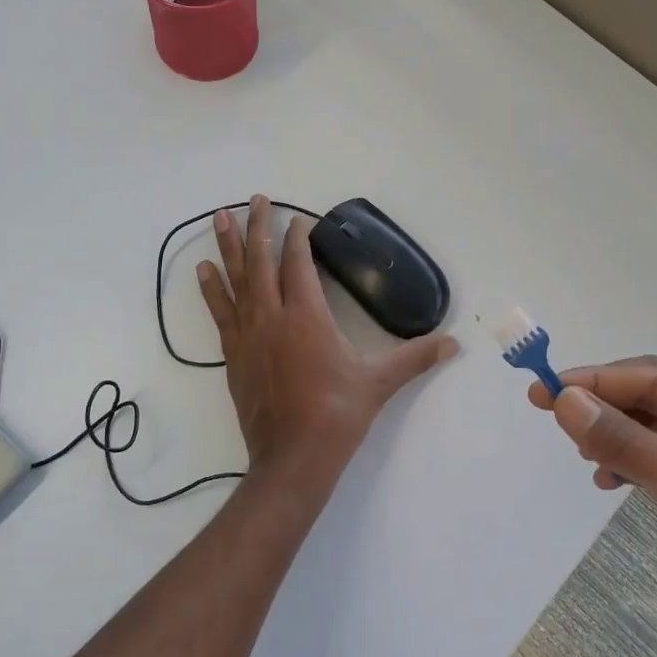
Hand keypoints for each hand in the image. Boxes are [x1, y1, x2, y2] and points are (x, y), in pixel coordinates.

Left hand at [199, 196, 456, 497]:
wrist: (292, 458)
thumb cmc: (337, 415)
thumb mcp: (379, 383)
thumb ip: (415, 358)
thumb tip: (454, 344)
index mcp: (307, 316)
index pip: (299, 263)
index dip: (298, 237)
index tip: (299, 220)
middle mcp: (272, 316)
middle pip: (262, 260)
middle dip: (259, 226)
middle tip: (256, 198)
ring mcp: (248, 334)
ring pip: (235, 280)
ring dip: (228, 247)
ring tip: (218, 217)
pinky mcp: (232, 354)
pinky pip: (219, 312)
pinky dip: (211, 289)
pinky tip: (202, 271)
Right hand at [529, 357, 656, 656]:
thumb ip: (630, 443)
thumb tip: (564, 401)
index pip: (655, 379)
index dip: (598, 380)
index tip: (546, 389)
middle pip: (646, 400)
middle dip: (598, 401)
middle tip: (544, 407)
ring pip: (641, 432)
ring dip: (606, 432)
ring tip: (576, 447)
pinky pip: (644, 466)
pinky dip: (618, 465)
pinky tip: (602, 479)